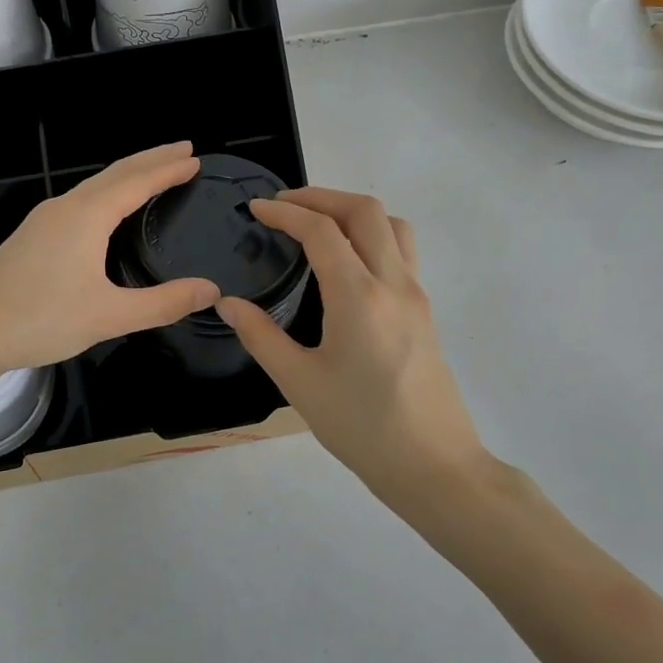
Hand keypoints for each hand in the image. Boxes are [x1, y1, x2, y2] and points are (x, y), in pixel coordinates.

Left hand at [0, 142, 219, 380]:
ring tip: (153, 173)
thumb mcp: (109, 316)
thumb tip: (211, 290)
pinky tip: (107, 210)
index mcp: (86, 216)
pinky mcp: (32, 235)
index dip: (168, 169)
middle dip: (151, 159)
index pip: (137, 181)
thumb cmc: (41, 320)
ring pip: (94, 185)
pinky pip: (80, 200)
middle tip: (183, 150)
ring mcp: (44, 219)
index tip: (195, 157)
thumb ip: (163, 303)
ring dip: (127, 174)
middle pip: (115, 172)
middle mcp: (65, 207)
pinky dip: (106, 192)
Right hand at [215, 188, 498, 513]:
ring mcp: (416, 294)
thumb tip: (227, 303)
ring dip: (352, 211)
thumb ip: (260, 336)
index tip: (256, 209)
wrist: (434, 466)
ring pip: (392, 224)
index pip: (321, 230)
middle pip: (364, 211)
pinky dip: (372, 234)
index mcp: (358, 297)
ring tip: (318, 224)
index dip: (286, 212)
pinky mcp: (425, 310)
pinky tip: (347, 262)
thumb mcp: (299, 383)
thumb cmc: (362, 427)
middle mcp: (393, 283)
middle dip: (321, 197)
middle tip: (284, 205)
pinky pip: (402, 250)